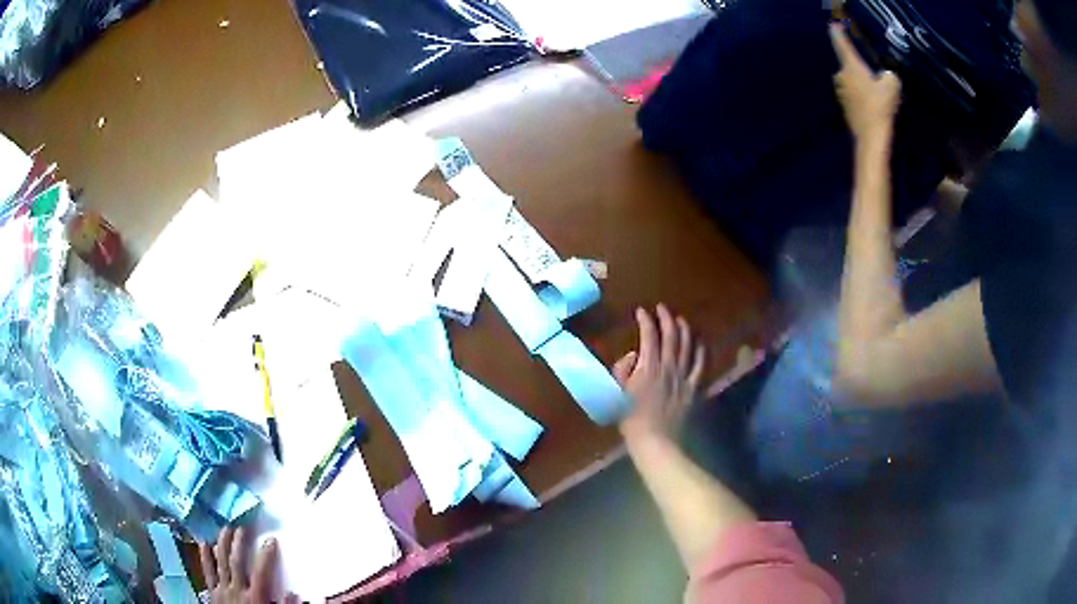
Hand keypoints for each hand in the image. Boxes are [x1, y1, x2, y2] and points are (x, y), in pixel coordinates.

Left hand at [200, 527, 291, 603]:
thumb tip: (293, 594)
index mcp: (255, 598)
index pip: (261, 572)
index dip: (266, 555)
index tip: (271, 540)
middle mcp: (237, 589)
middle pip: (237, 561)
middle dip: (240, 542)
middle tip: (242, 526)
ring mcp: (222, 589)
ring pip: (221, 562)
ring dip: (223, 544)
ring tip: (225, 528)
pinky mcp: (212, 592)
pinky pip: (208, 572)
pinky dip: (205, 557)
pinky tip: (204, 543)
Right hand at [613, 305, 704, 442]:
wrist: (656, 441)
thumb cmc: (631, 419)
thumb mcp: (617, 393)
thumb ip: (622, 370)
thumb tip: (632, 354)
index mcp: (648, 366)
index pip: (649, 335)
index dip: (645, 320)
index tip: (641, 311)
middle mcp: (669, 366)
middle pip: (671, 335)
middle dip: (666, 318)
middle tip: (662, 308)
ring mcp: (684, 376)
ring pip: (688, 345)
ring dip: (684, 329)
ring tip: (680, 320)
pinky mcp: (694, 387)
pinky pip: (701, 365)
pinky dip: (701, 350)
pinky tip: (700, 343)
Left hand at [830, 23, 901, 140]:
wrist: (871, 136)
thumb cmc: (881, 106)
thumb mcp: (892, 85)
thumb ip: (889, 75)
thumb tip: (886, 76)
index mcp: (851, 66)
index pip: (842, 44)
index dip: (838, 33)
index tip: (834, 25)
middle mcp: (842, 75)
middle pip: (852, 67)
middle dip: (862, 71)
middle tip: (877, 81)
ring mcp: (841, 91)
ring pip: (853, 82)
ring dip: (863, 86)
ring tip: (879, 98)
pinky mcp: (844, 105)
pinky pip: (854, 96)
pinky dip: (862, 98)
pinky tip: (874, 108)